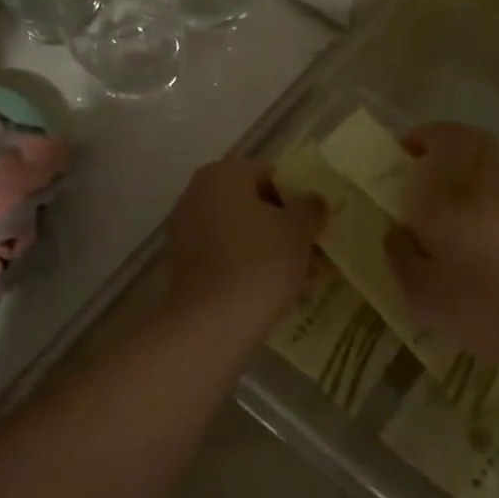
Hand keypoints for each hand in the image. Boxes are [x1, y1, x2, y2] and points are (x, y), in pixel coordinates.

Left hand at [164, 157, 324, 328]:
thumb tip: (313, 200)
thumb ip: (310, 207)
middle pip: (253, 204)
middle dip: (285, 226)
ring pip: (241, 233)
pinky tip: (277, 291)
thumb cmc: (260, 264)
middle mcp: (197, 194)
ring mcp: (185, 229)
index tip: (316, 224)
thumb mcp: (298, 231)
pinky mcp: (182, 264)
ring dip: (271, 248)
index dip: (298, 197)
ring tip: (304, 277)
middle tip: (314, 251)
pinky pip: (225, 255)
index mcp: (223, 174)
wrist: (210, 324)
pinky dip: (249, 266)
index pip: (269, 173)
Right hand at [383, 123, 498, 363]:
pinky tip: (474, 231)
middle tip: (425, 166)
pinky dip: (487, 196)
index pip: (441, 139)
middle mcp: (483, 184)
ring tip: (446, 198)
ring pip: (493, 164)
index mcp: (448, 190)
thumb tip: (397, 232)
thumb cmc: (479, 300)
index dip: (422, 137)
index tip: (402, 151)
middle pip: (474, 141)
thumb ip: (401, 255)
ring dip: (468, 167)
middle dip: (448, 143)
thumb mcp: (421, 290)